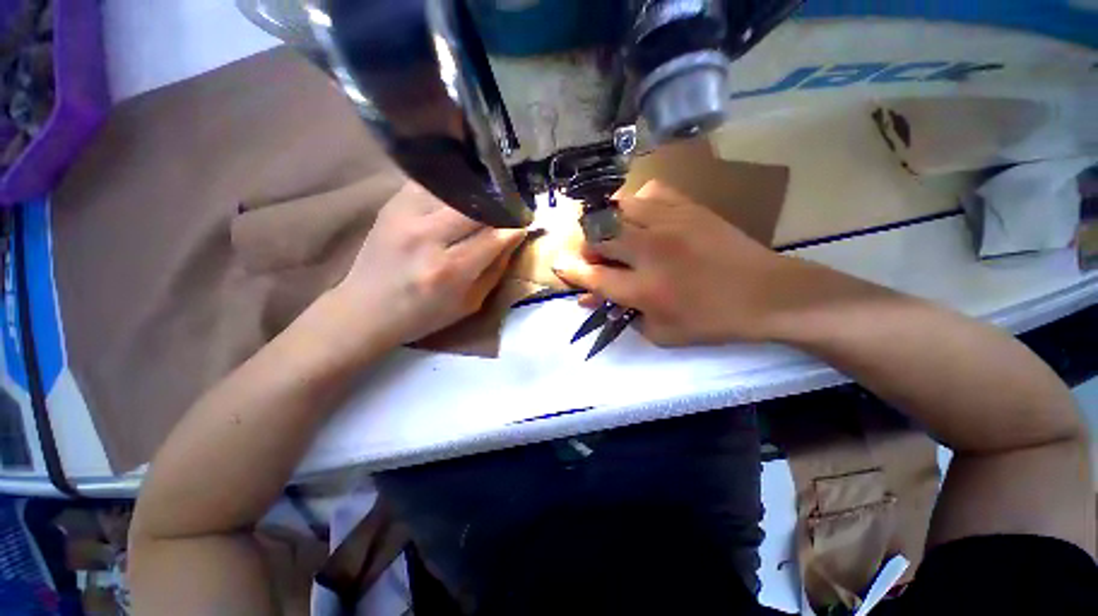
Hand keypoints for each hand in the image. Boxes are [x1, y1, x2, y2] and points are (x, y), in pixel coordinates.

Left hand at [334, 182, 525, 346]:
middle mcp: (427, 238)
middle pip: (476, 206)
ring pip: (455, 189)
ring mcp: (405, 216)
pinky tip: (461, 194)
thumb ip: (495, 270)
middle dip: (500, 205)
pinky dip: (452, 187)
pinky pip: (431, 184)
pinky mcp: (392, 204)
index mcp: (449, 271)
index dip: (515, 226)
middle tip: (511, 207)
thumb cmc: (424, 315)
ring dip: (478, 193)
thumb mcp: (469, 304)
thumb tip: (513, 239)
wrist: (366, 309)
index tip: (526, 222)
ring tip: (489, 198)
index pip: (494, 237)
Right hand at [553, 181, 803, 345]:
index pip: (592, 275)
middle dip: (586, 246)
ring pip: (618, 208)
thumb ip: (622, 315)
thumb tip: (591, 299)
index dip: (570, 271)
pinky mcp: (688, 208)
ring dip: (606, 223)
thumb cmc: (712, 321)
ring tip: (613, 234)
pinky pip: (649, 193)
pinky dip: (635, 205)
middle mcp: (649, 251)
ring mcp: (669, 224)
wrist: (767, 294)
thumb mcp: (661, 333)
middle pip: (598, 236)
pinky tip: (641, 218)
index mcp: (643, 288)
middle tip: (593, 255)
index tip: (559, 266)